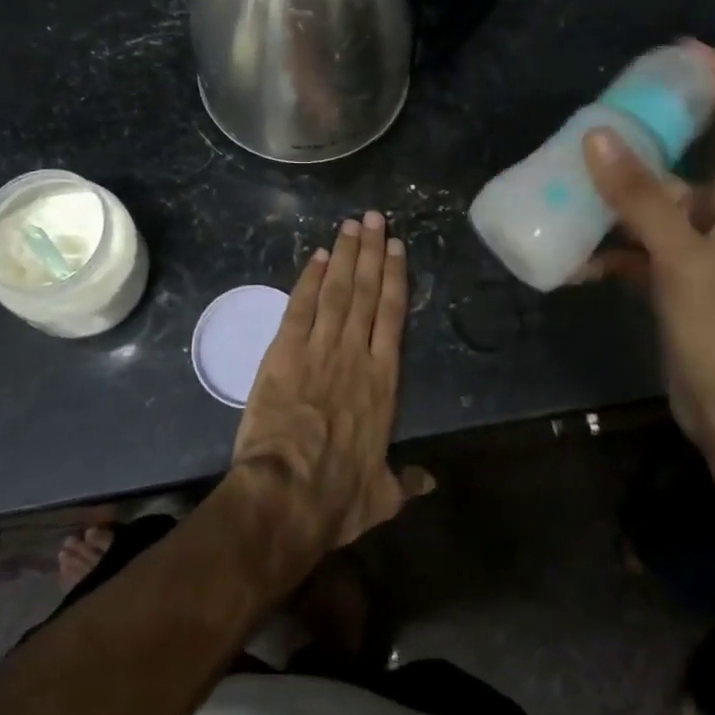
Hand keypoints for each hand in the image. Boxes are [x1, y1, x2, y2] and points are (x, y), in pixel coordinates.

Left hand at [232, 211, 433, 555]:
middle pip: (366, 291)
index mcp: (383, 380)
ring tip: (351, 225)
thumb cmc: (338, 496)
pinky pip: (300, 307)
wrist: (288, 493)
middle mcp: (356, 353)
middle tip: (374, 218)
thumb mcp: (381, 495)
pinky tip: (315, 257)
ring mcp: (320, 348)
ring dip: (344, 255)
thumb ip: (406, 482)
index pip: (392, 315)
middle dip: (371, 251)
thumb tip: (430, 483)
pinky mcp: (285, 351)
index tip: (397, 248)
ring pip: (337, 290)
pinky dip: (308, 280)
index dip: (395, 277)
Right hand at [580, 41, 714, 459]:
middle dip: (645, 138)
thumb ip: (642, 200)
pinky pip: (631, 251)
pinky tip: (570, 260)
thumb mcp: (684, 260)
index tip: (683, 52)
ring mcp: (693, 254)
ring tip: (569, 182)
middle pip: (684, 162)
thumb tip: (598, 136)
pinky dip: (604, 251)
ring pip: (650, 207)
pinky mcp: (669, 284)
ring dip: (613, 198)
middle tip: (598, 120)